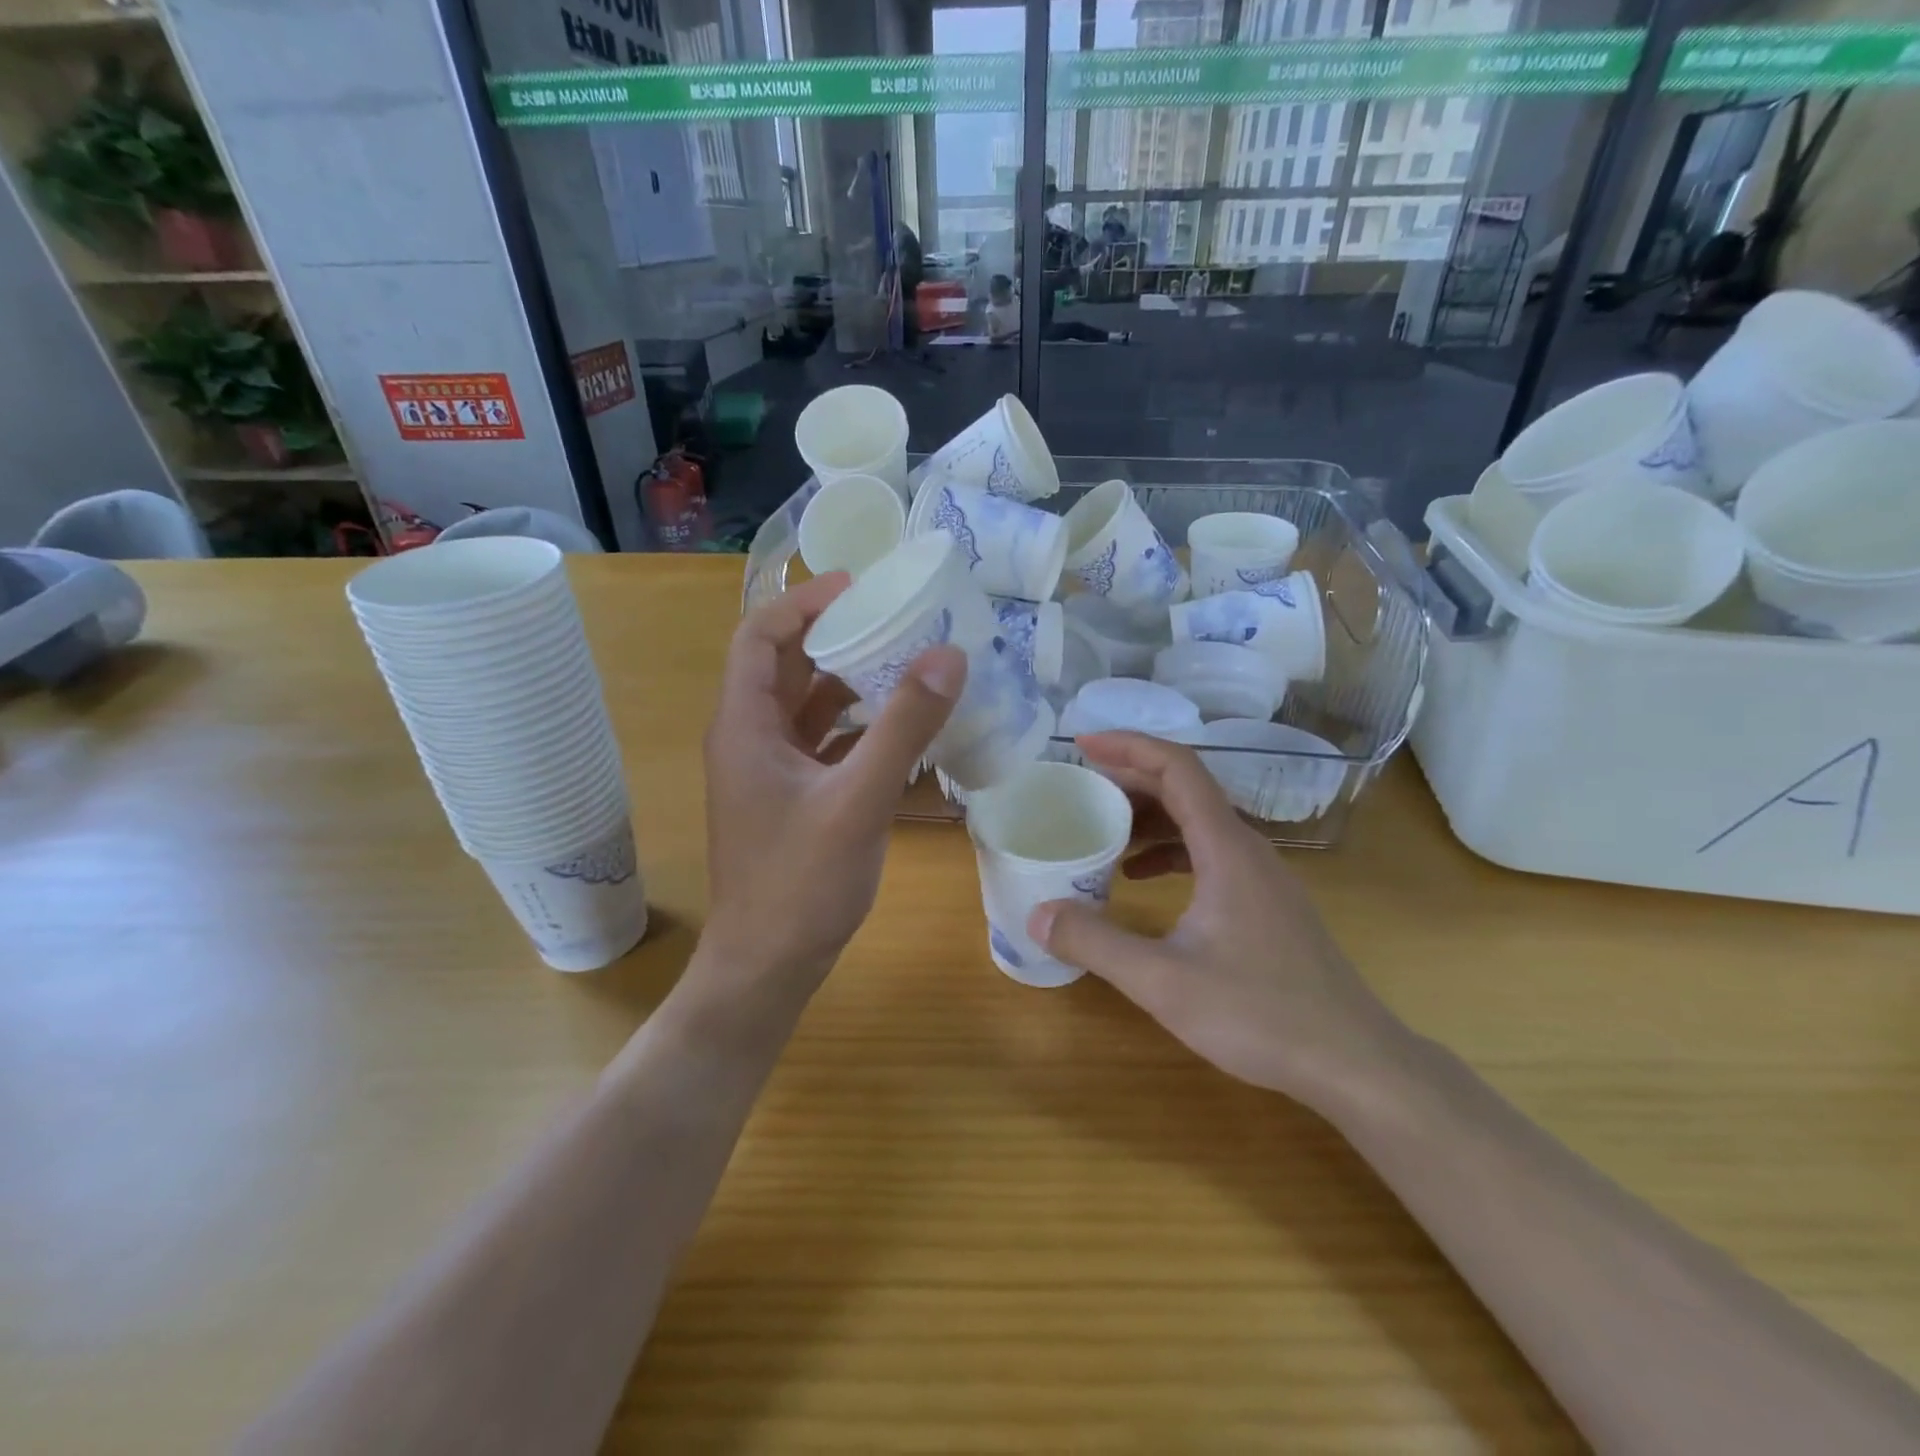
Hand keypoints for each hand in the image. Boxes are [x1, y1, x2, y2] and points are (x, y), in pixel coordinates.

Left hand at [700, 572, 964, 1007]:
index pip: (761, 634)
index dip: (805, 601)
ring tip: (906, 660)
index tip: (861, 586)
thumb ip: (903, 726)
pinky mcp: (790, 797)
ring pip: (807, 705)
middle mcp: (749, 737)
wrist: (767, 967)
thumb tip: (947, 655)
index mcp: (745, 724)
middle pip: (786, 663)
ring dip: (850, 680)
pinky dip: (856, 725)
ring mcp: (769, 770)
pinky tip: (900, 727)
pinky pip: (822, 742)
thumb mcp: (859, 799)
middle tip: (896, 617)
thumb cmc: (801, 883)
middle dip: (837, 634)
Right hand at [1028, 732, 1404, 1102]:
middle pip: (1186, 789)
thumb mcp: (1163, 981)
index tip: (1081, 744)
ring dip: (1148, 817)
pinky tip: (1140, 879)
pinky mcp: (1266, 903)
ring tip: (1101, 831)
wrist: (1353, 1062)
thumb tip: (1037, 914)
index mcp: (1227, 848)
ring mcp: (1262, 876)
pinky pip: (1209, 853)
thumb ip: (1096, 943)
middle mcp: (1247, 849)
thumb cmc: (1260, 1014)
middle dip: (1129, 779)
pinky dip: (1169, 851)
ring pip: (1198, 822)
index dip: (1128, 746)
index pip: (1177, 768)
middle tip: (1079, 787)